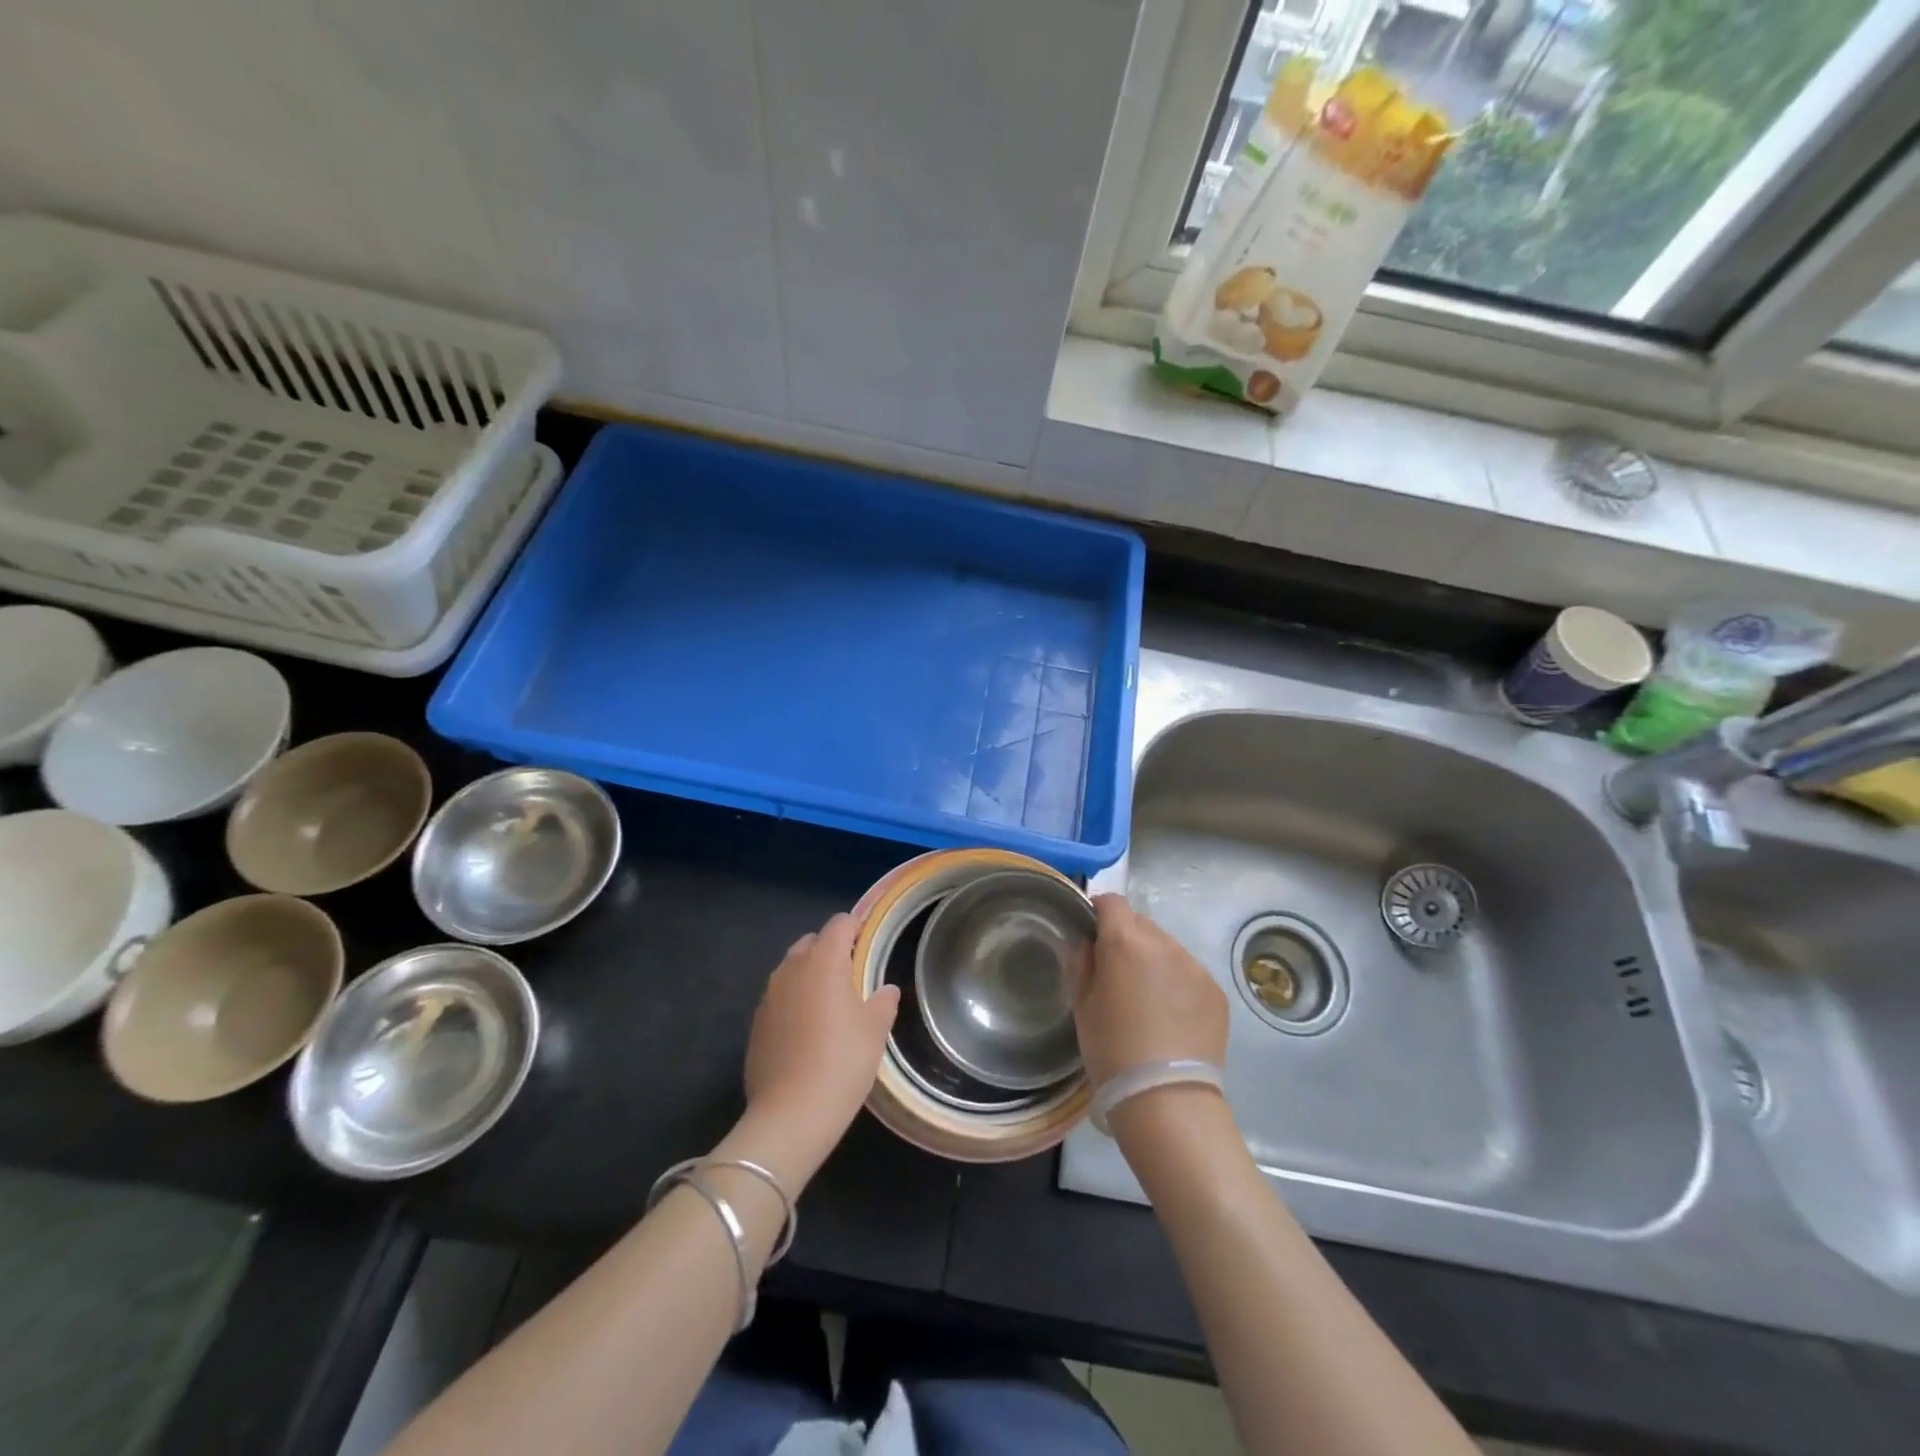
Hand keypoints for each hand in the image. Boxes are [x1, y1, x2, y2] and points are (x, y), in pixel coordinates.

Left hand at [739, 913, 899, 1184]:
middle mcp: (791, 969)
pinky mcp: (756, 1023)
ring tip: (831, 1005)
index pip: (839, 924)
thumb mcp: (875, 1030)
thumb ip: (883, 1001)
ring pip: (792, 970)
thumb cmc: (842, 1062)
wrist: (791, 1115)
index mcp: (823, 960)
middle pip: (812, 942)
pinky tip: (807, 1032)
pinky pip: (780, 998)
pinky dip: (794, 1002)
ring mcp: (768, 996)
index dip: (857, 928)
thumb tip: (885, 990)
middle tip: (853, 977)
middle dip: (831, 950)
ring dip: (810, 976)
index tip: (871, 944)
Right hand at [1075, 894, 1228, 1089]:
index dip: (1098, 913)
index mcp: (1125, 941)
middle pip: (1140, 923)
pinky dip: (1176, 983)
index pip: (1111, 902)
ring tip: (1146, 1000)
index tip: (1090, 935)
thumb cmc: (1112, 1050)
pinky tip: (1170, 1017)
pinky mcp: (1216, 992)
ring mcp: (1194, 967)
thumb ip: (1081, 964)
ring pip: (1167, 948)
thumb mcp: (1082, 1006)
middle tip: (1116, 974)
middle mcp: (1164, 944)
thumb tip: (1086, 943)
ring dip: (1153, 961)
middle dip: (1126, 938)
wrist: (1167, 1100)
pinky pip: (1188, 973)